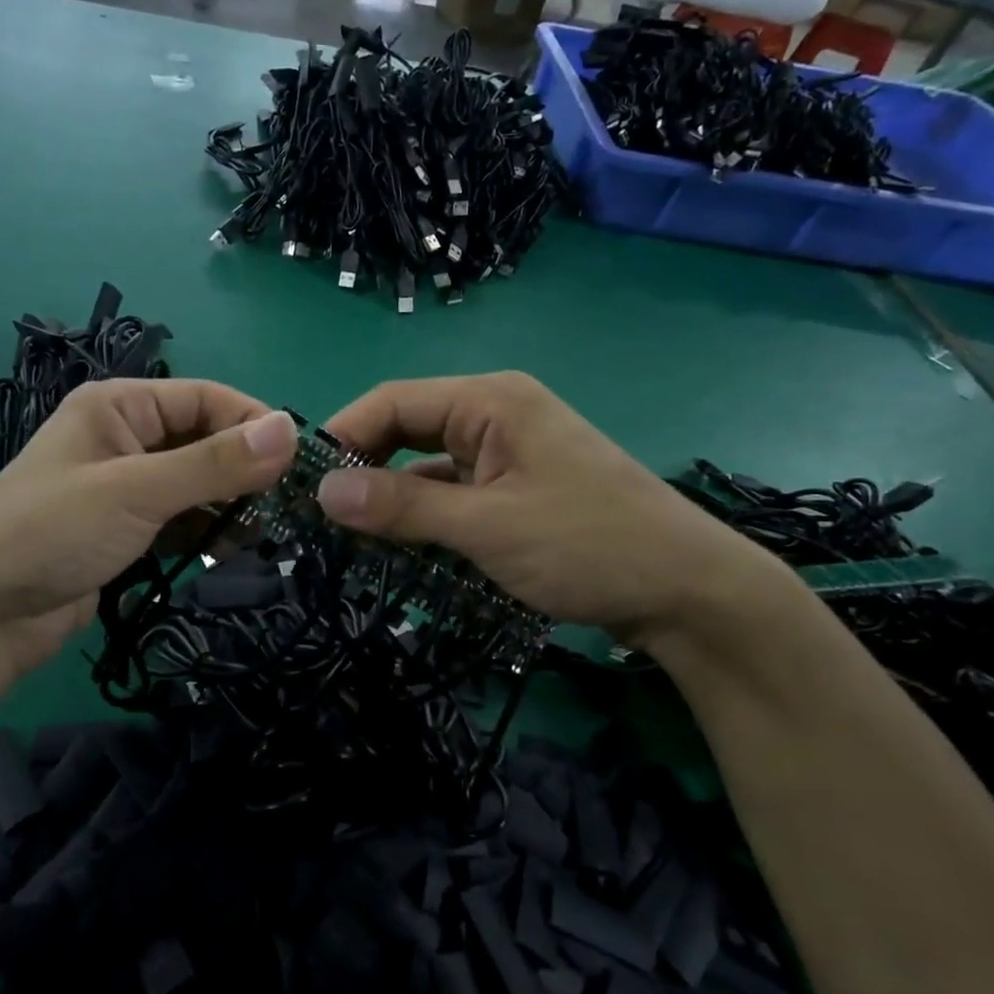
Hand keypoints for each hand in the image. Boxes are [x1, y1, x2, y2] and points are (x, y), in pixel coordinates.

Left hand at [0, 380, 297, 686]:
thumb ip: (214, 463)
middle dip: (244, 469)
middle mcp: (124, 438)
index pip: (204, 398)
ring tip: (267, 532)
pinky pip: (180, 519)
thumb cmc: (52, 533)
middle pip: (203, 440)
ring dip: (230, 504)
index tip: (300, 460)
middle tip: (290, 504)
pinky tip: (232, 550)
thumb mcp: (137, 491)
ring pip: (196, 483)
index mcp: (118, 406)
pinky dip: (206, 531)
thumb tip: (290, 430)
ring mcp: (124, 487)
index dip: (253, 422)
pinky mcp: (125, 530)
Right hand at [317, 373, 778, 645]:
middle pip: (406, 432)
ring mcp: (507, 454)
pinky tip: (402, 554)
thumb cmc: (589, 545)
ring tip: (350, 543)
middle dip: (364, 472)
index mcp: (489, 401)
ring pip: (426, 469)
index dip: (343, 437)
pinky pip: (453, 495)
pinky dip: (426, 520)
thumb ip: (403, 507)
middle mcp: (494, 415)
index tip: (303, 487)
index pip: (392, 402)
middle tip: (321, 520)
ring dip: (393, 503)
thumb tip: (323, 492)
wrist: (690, 593)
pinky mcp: (515, 491)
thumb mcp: (487, 527)